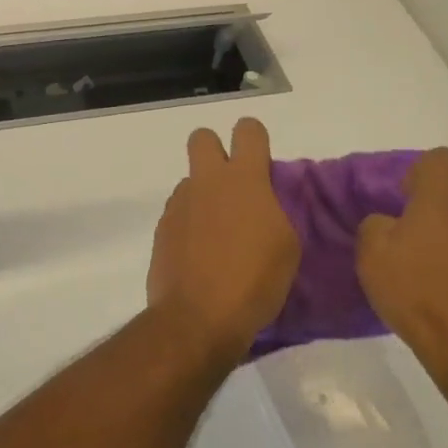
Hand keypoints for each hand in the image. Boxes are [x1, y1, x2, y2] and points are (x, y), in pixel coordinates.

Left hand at [146, 118, 299, 366]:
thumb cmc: (254, 281)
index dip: (254, 139)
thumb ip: (273, 211)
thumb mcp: (286, 245)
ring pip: (189, 182)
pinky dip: (189, 226)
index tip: (261, 163)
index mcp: (244, 179)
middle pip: (202, 138)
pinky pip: (178, 213)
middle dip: (215, 150)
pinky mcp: (161, 230)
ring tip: (217, 235)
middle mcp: (206, 182)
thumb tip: (259, 204)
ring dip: (203, 196)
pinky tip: (199, 255)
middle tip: (231, 186)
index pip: (248, 130)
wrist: (198, 318)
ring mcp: (178, 205)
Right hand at [356, 149, 447, 397]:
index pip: (441, 157)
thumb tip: (388, 222)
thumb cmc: (416, 296)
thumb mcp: (371, 258)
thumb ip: (374, 226)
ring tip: (440, 261)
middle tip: (422, 219)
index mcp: (441, 200)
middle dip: (447, 188)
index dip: (420, 171)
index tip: (404, 198)